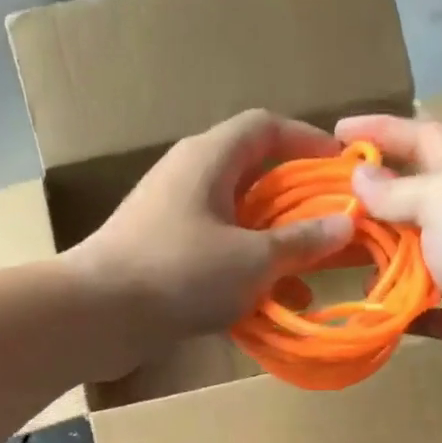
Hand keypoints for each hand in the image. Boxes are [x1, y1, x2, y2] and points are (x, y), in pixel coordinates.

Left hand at [65, 110, 353, 362]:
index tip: (341, 167)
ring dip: (272, 245)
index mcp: (209, 158)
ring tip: (308, 276)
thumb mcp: (252, 259)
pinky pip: (214, 252)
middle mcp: (188, 177)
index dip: (307, 140)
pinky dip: (243, 271)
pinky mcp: (159, 254)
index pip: (265, 127)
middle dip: (295, 202)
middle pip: (252, 175)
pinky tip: (266, 305)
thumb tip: (345, 223)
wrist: (97, 315)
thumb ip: (300, 242)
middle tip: (330, 226)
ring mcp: (170, 217)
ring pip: (235, 220)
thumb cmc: (179, 273)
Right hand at [335, 113, 441, 416]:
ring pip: (407, 255)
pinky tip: (355, 303)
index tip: (336, 132)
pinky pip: (411, 306)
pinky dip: (385, 304)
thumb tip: (361, 179)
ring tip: (325, 252)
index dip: (382, 130)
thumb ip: (402, 190)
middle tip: (317, 202)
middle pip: (410, 198)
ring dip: (370, 252)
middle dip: (367, 196)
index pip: (423, 139)